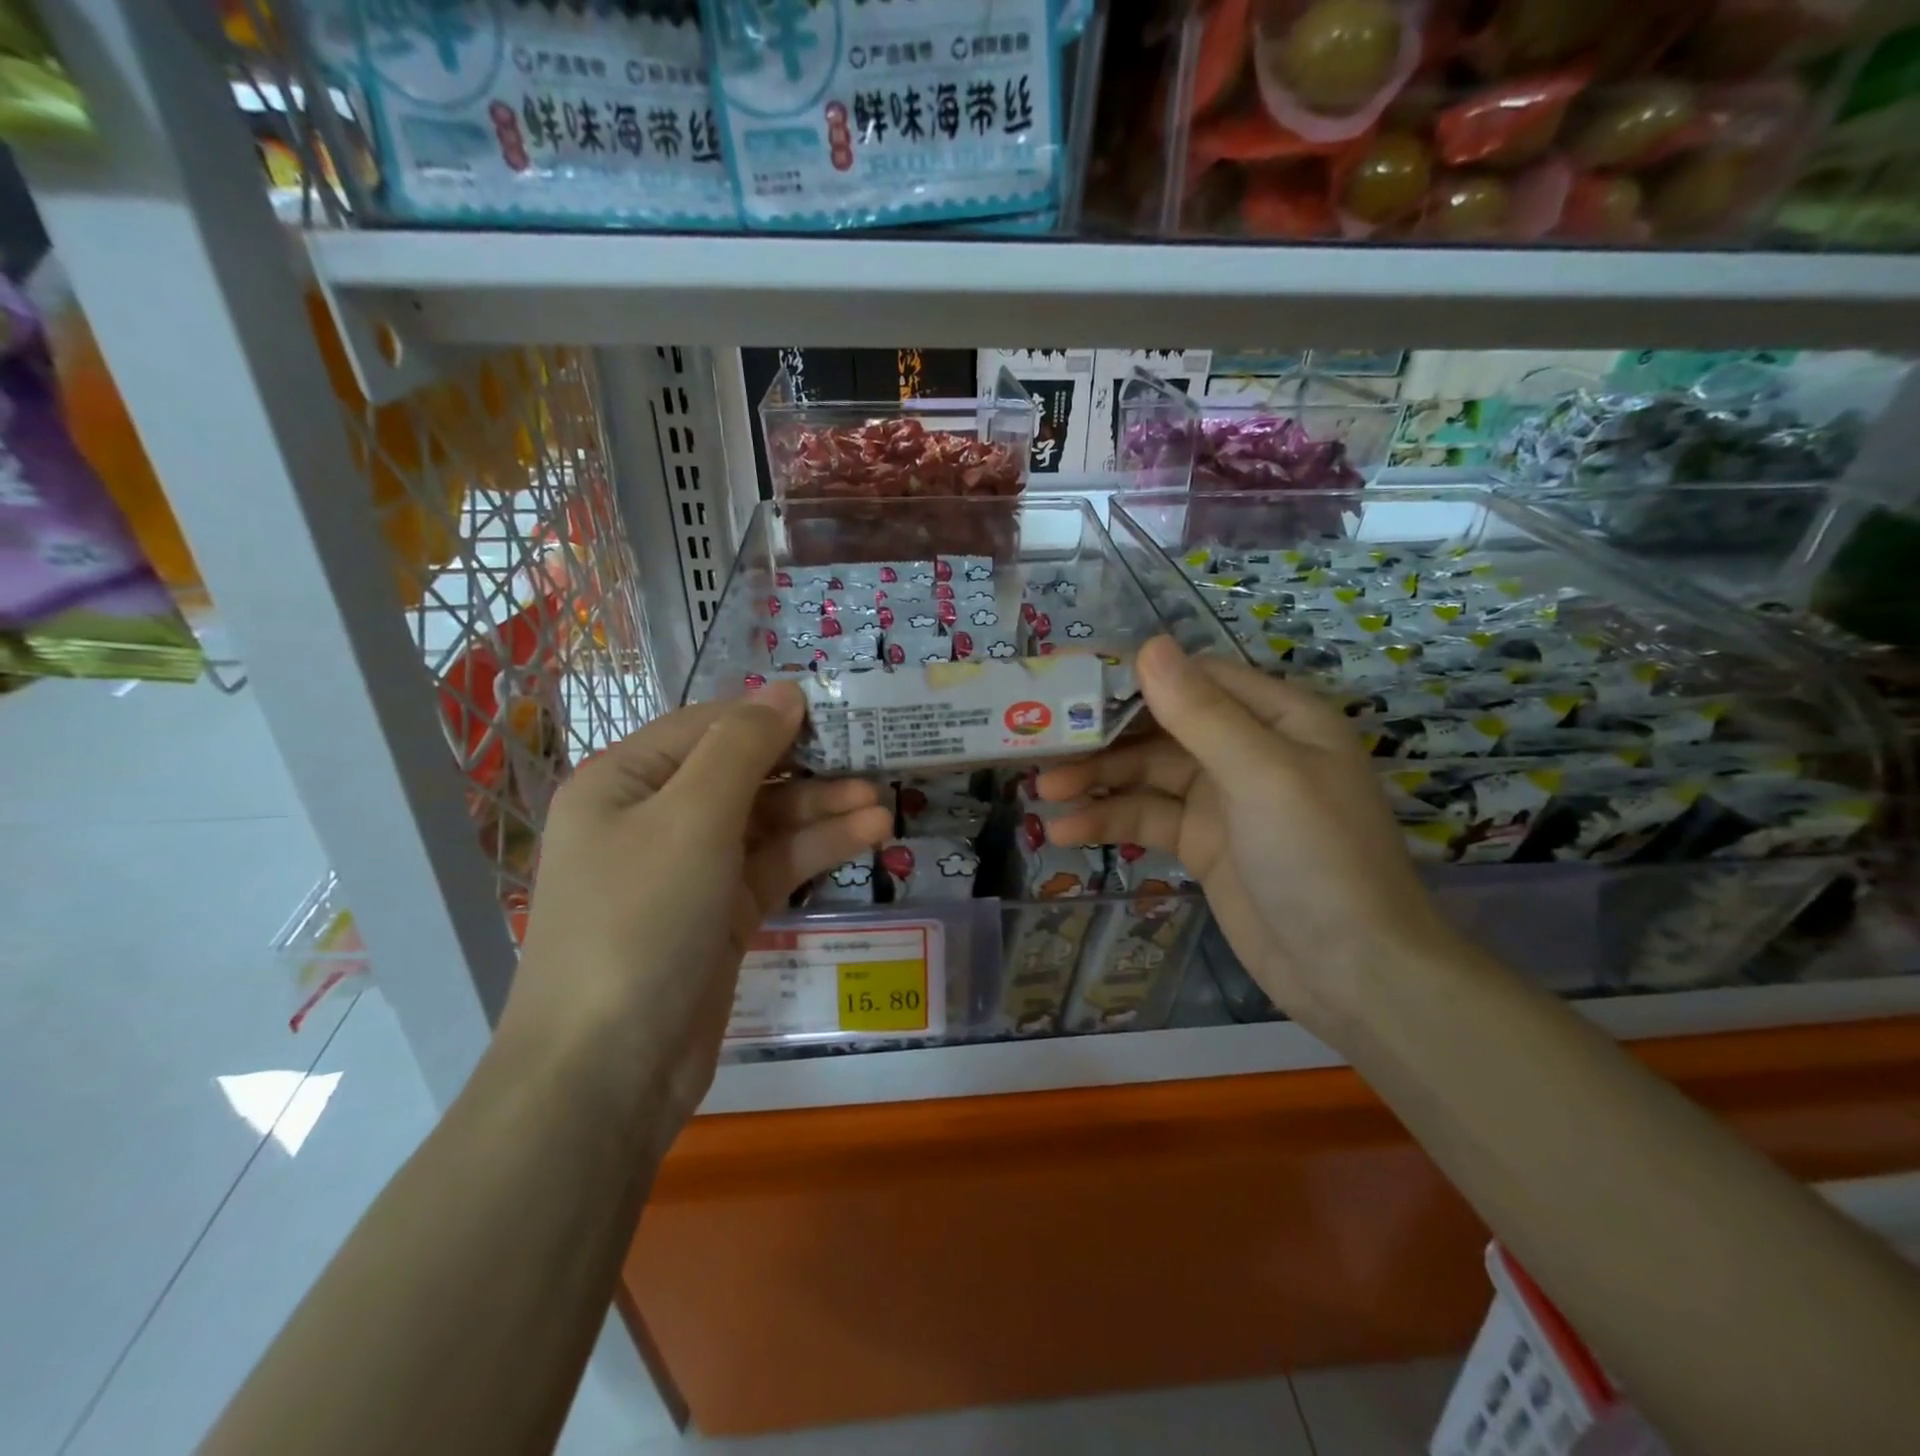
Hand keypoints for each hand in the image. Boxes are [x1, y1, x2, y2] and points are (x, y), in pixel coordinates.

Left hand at [503, 686, 892, 1134]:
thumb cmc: (640, 921)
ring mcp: (690, 869)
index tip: (835, 710)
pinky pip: (774, 864)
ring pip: (765, 822)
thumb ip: (741, 747)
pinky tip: (868, 833)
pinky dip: (816, 849)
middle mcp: (653, 818)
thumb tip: (784, 690)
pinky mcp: (722, 914)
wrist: (608, 1072)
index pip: (707, 727)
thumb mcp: (691, 818)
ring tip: (883, 801)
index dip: (769, 715)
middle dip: (805, 766)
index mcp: (624, 781)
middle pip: (741, 773)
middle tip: (872, 756)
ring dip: (821, 809)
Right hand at [1036, 637, 1454, 1033]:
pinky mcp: (1202, 843)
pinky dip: (1109, 820)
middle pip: (1162, 727)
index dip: (1135, 678)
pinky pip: (1148, 818)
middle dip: (1105, 736)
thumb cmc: (1318, 858)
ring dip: (1097, 780)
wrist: (1352, 975)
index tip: (1072, 682)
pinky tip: (1066, 832)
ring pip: (1147, 774)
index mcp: (1278, 717)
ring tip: (1043, 790)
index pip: (1196, 678)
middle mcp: (1249, 749)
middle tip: (1042, 744)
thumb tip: (1148, 645)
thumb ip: (1201, 712)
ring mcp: (1223, 799)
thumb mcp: (1262, 775)